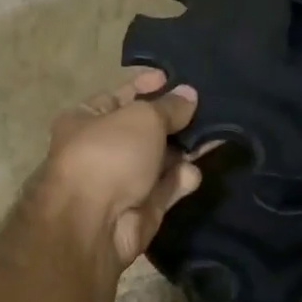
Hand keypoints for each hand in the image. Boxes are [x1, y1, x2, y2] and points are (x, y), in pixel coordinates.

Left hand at [39, 69, 201, 271]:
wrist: (94, 223)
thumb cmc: (109, 155)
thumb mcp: (142, 118)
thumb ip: (169, 106)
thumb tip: (189, 95)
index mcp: (87, 120)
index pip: (120, 96)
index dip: (146, 85)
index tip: (174, 78)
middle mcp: (102, 149)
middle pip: (145, 129)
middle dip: (174, 120)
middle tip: (207, 107)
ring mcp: (122, 181)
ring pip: (161, 160)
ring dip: (185, 149)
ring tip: (214, 135)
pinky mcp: (142, 209)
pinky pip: (167, 188)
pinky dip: (181, 180)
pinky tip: (194, 173)